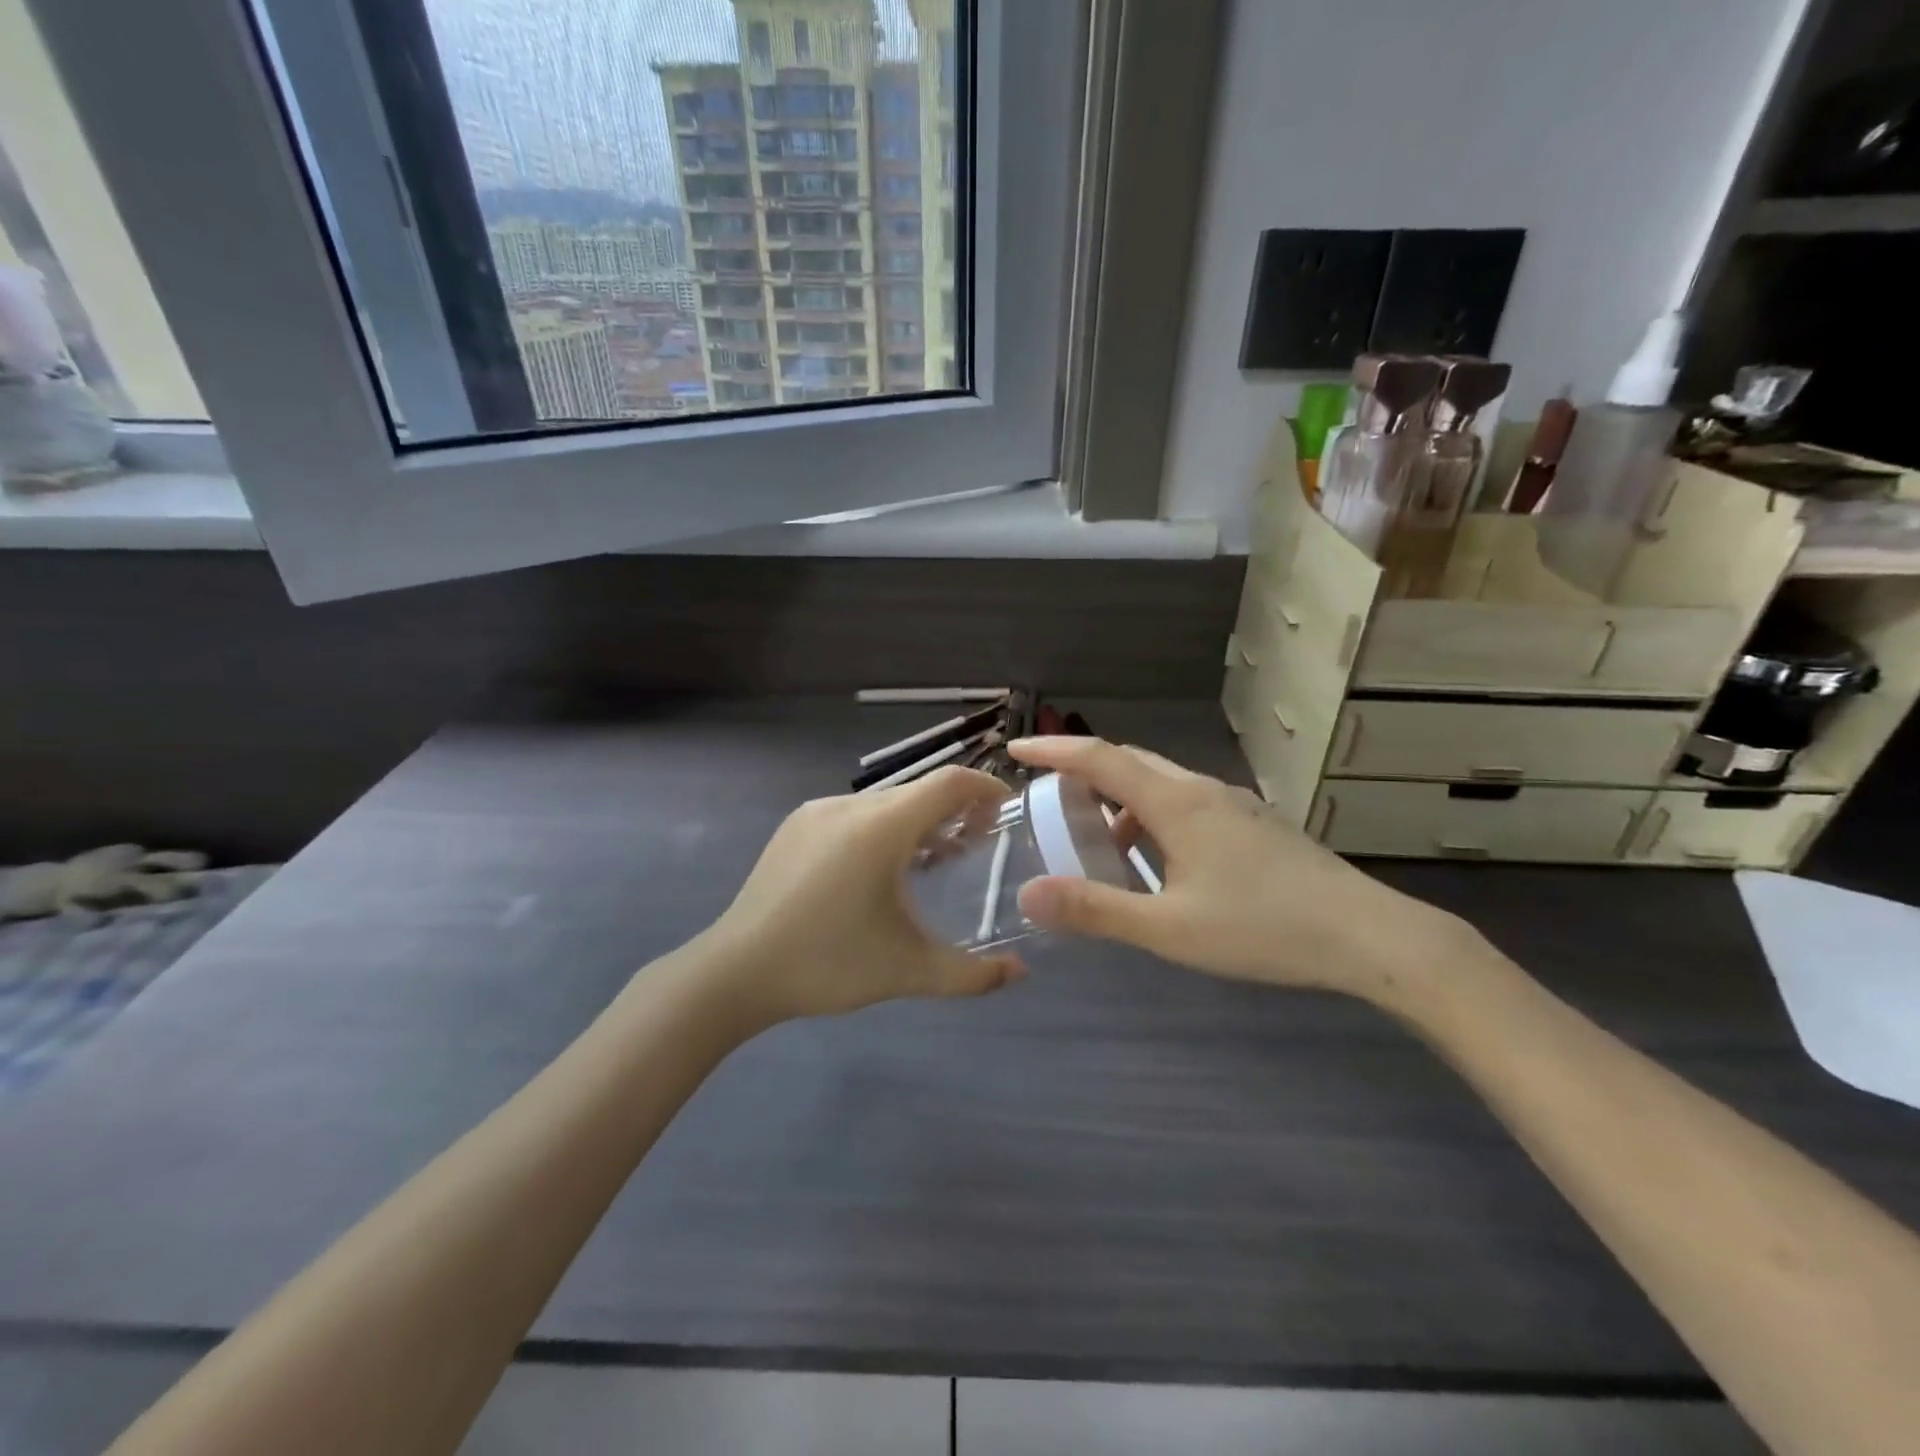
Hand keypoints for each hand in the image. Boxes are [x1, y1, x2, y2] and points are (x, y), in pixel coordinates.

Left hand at [702, 767, 1025, 1024]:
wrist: (736, 971)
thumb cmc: (827, 964)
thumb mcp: (907, 971)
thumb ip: (970, 974)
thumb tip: (1019, 974)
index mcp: (881, 828)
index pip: (948, 783)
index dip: (985, 788)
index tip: (1005, 811)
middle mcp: (850, 806)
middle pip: (918, 792)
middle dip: (954, 811)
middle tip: (975, 847)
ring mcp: (817, 811)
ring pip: (884, 803)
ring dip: (916, 821)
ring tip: (930, 861)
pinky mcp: (795, 825)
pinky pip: (853, 813)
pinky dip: (881, 828)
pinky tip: (877, 870)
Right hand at [1008, 737, 1465, 1001]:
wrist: (1368, 935)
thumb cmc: (1262, 927)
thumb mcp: (1169, 929)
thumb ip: (1096, 910)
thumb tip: (1028, 895)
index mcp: (1176, 803)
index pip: (1100, 759)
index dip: (1053, 751)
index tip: (1015, 751)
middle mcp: (1202, 790)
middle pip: (1131, 762)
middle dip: (1085, 772)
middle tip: (1051, 799)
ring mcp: (1235, 804)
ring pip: (1162, 783)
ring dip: (1123, 799)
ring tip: (1103, 841)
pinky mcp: (1256, 824)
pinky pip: (1188, 802)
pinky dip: (1155, 815)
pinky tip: (1162, 861)